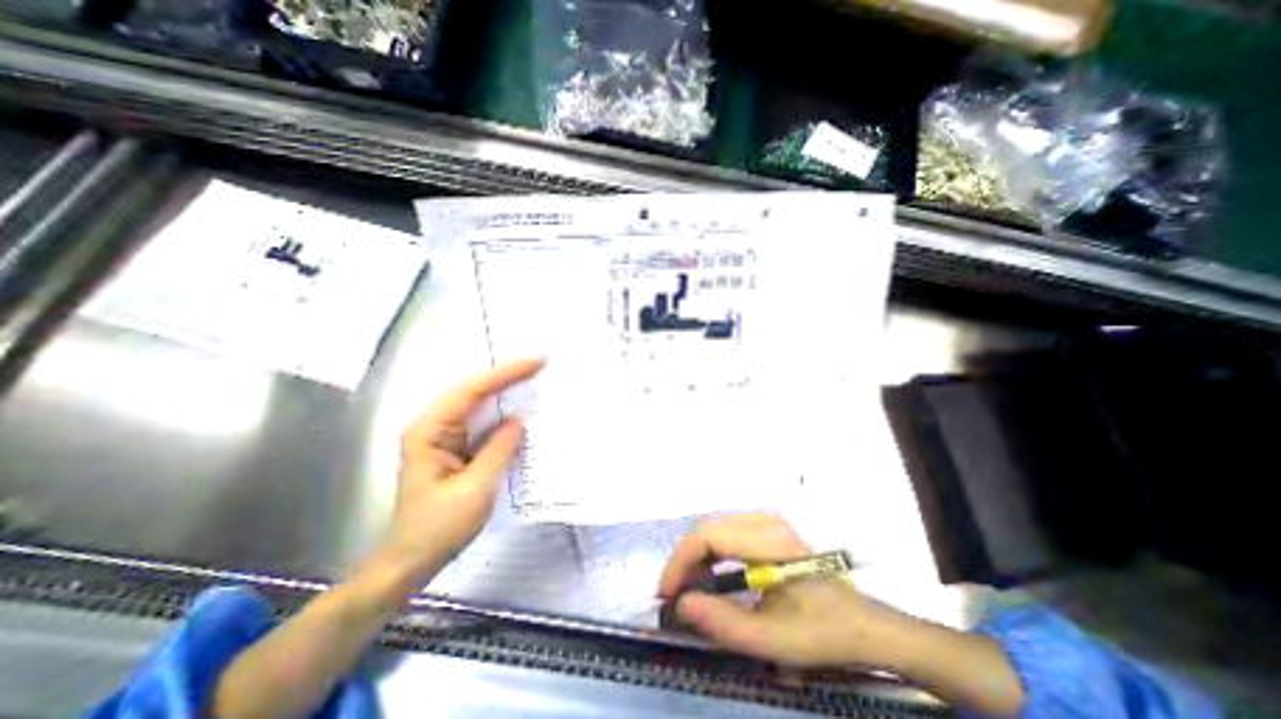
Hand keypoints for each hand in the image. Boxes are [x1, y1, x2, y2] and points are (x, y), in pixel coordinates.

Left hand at [377, 356, 545, 590]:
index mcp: (430, 431)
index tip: (535, 363)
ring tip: (535, 380)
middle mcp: (434, 427)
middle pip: (474, 392)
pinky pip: (482, 423)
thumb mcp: (475, 489)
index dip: (505, 374)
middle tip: (539, 366)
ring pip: (478, 405)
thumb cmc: (439, 527)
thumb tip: (519, 420)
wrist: (412, 560)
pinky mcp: (456, 448)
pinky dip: (503, 414)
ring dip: (506, 392)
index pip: (471, 391)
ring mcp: (444, 437)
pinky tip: (521, 410)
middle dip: (507, 377)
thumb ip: (499, 450)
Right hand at [659, 517, 919, 667]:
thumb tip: (681, 605)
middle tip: (675, 596)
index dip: (681, 562)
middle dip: (685, 561)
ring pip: (716, 529)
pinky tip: (712, 578)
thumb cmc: (823, 633)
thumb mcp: (773, 639)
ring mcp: (767, 523)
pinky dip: (712, 555)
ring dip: (697, 558)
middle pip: (708, 529)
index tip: (667, 594)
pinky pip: (728, 534)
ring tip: (690, 590)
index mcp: (768, 541)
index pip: (708, 537)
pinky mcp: (768, 530)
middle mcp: (765, 522)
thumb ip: (723, 622)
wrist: (865, 625)